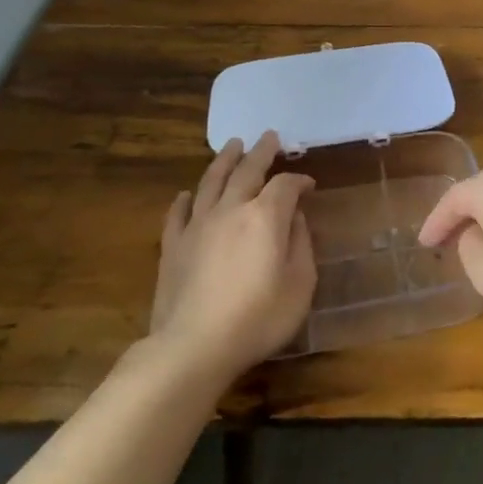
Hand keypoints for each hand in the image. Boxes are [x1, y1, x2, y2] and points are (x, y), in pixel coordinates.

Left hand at [149, 131, 315, 379]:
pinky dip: (185, 199)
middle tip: (269, 136)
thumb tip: (295, 218)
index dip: (299, 180)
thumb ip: (301, 244)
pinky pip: (177, 213)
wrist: (194, 347)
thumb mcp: (300, 285)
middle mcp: (231, 210)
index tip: (309, 185)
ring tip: (233, 145)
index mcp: (265, 216)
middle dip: (261, 152)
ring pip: (211, 181)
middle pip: (247, 171)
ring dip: (224, 160)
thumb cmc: (258, 318)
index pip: (285, 185)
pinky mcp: (173, 246)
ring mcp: (197, 226)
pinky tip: (187, 194)